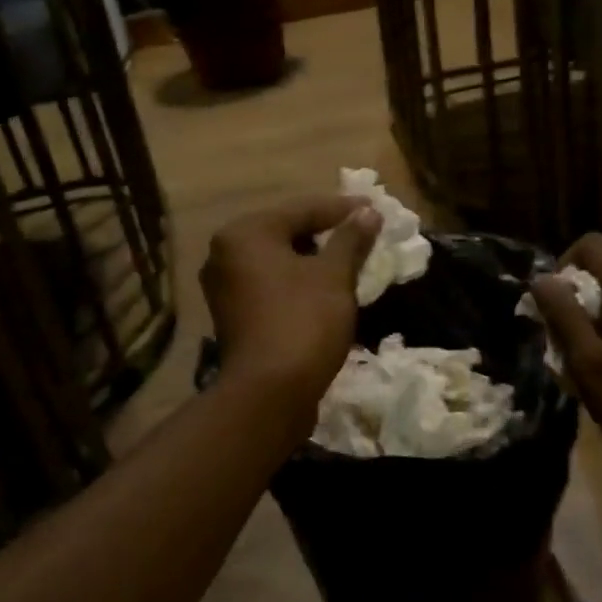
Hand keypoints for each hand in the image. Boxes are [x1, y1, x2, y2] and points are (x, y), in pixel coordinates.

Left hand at [200, 195, 381, 414]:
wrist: (269, 393)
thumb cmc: (303, 322)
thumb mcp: (334, 276)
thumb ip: (351, 239)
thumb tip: (369, 213)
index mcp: (246, 233)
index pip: (302, 209)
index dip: (342, 209)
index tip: (375, 208)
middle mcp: (226, 253)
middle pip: (286, 232)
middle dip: (327, 233)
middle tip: (363, 232)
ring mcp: (225, 287)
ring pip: (279, 260)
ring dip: (314, 259)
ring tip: (351, 260)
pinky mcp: (234, 315)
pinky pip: (272, 284)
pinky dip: (298, 281)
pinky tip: (326, 288)